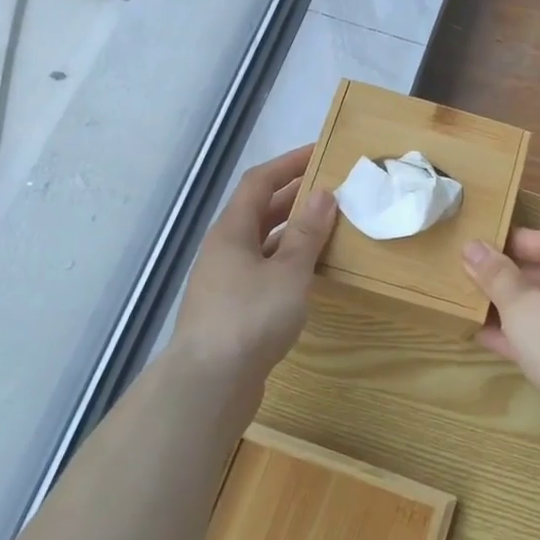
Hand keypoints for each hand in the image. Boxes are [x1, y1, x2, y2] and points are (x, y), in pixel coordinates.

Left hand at [173, 146, 337, 386]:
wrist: (208, 386)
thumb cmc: (250, 318)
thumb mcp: (288, 272)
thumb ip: (307, 233)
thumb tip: (324, 194)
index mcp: (231, 231)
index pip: (259, 182)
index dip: (289, 164)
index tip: (319, 153)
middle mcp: (223, 250)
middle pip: (259, 211)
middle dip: (293, 197)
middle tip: (331, 190)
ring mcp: (224, 282)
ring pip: (262, 244)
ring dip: (291, 233)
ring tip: (327, 229)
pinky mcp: (231, 311)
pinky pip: (263, 272)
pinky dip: (287, 264)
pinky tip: (308, 276)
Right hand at [463, 229, 539, 455]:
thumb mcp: (522, 301)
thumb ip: (496, 275)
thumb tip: (471, 247)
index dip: (519, 242)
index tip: (485, 242)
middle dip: (514, 278)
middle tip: (475, 273)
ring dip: (514, 309)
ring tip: (474, 301)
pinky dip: (523, 338)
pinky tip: (485, 336)